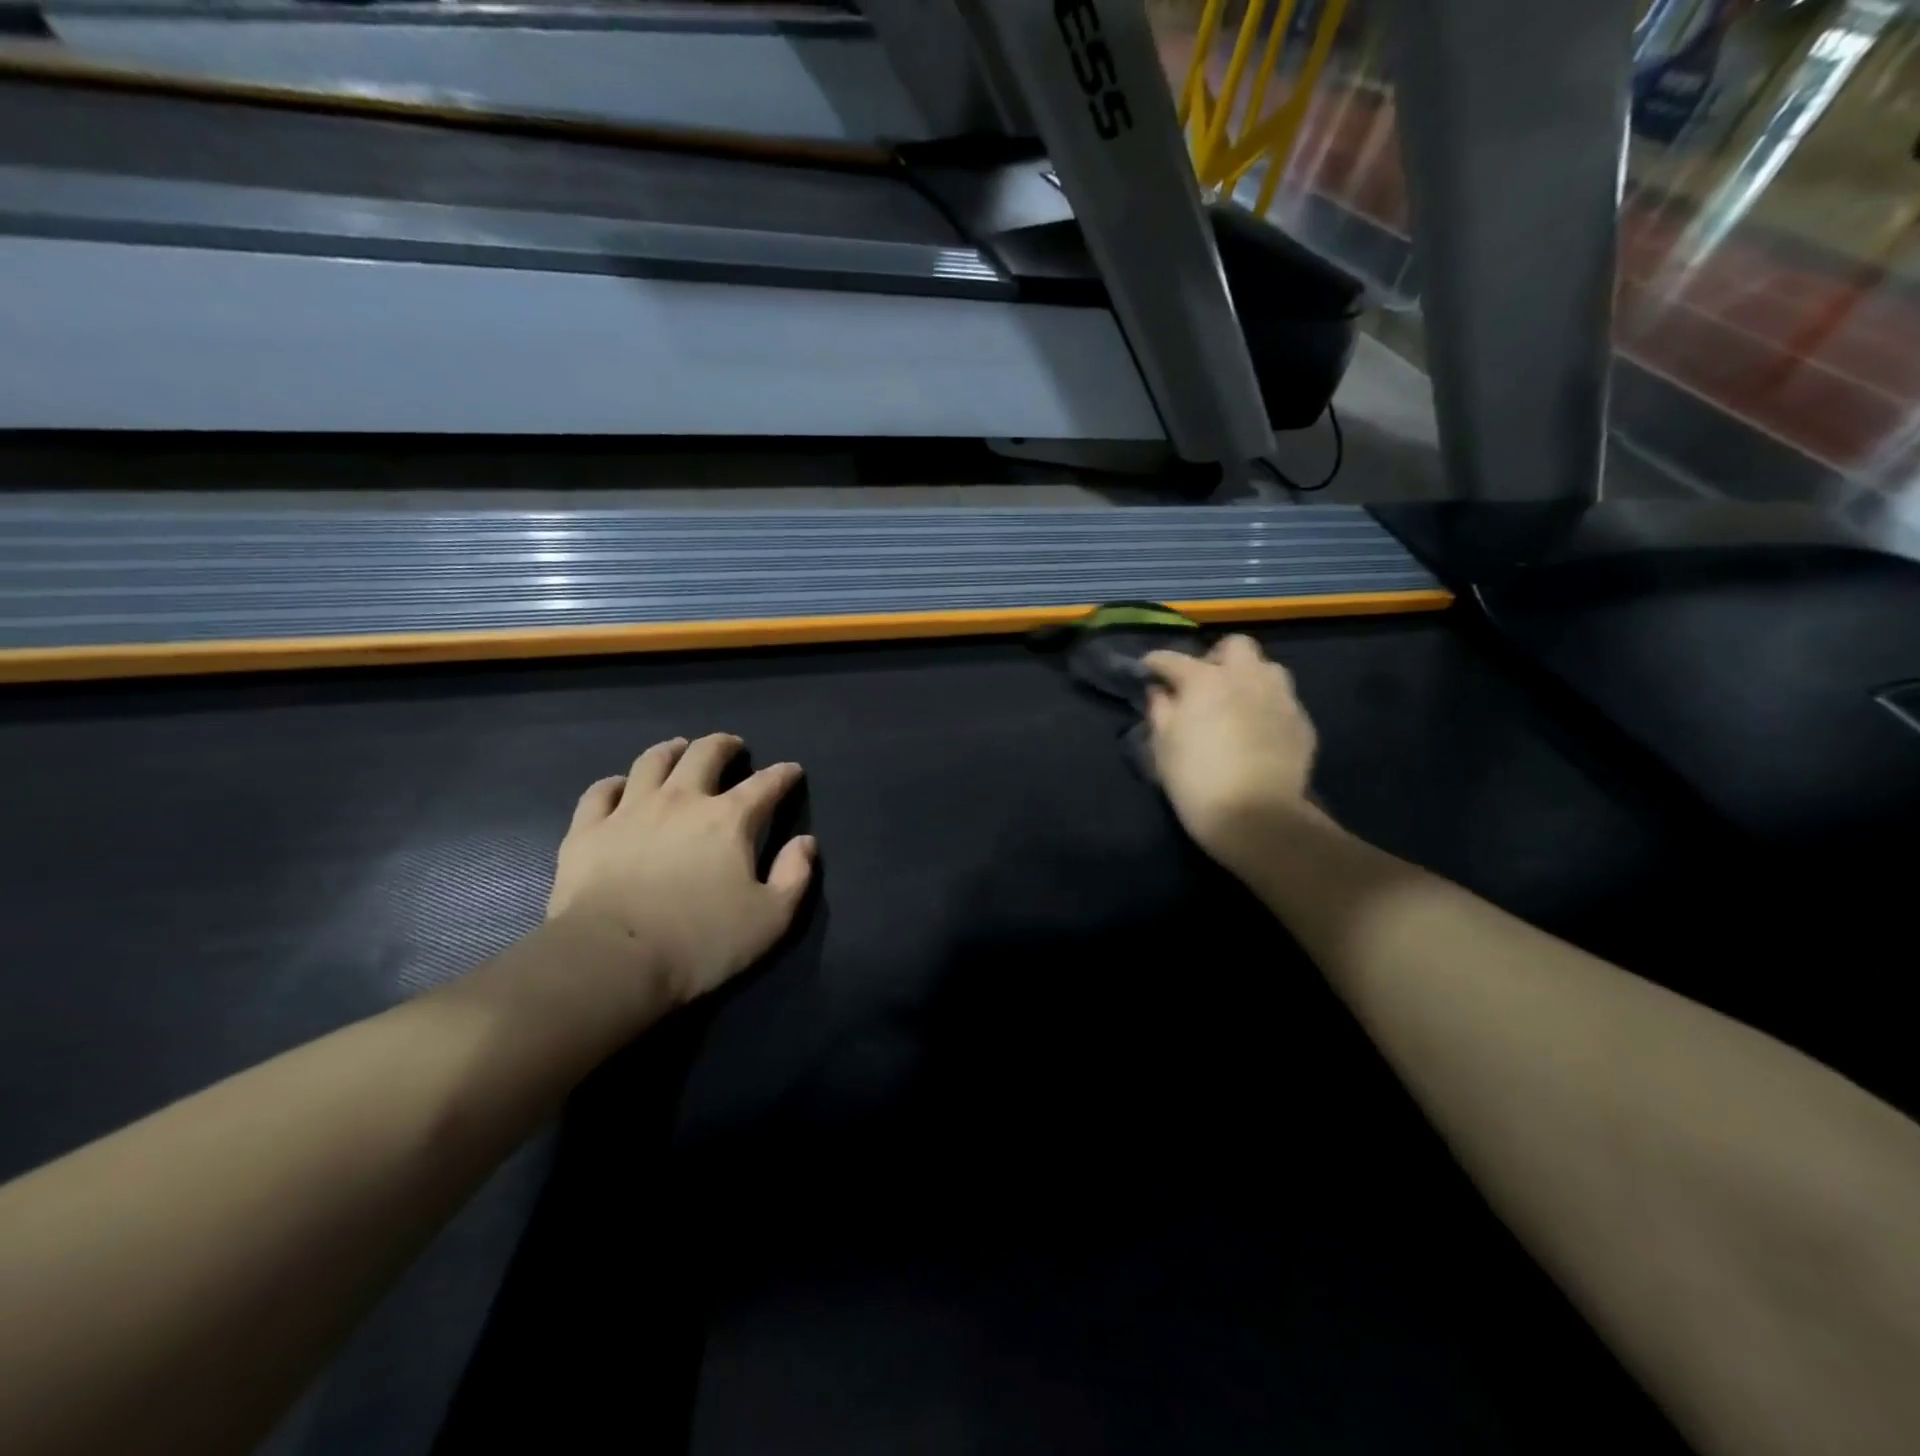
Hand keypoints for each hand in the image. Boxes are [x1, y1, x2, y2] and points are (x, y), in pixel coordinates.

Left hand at [546, 734, 816, 1007]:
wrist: (613, 960)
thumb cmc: (700, 942)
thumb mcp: (771, 919)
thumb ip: (795, 875)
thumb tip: (805, 843)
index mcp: (730, 819)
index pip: (766, 784)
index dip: (783, 774)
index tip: (791, 771)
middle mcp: (681, 800)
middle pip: (705, 754)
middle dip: (724, 746)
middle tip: (732, 747)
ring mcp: (630, 811)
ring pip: (652, 762)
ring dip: (671, 750)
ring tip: (679, 749)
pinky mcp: (588, 830)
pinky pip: (600, 792)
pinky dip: (614, 784)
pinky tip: (619, 786)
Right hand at [1143, 635, 1321, 870]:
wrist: (1257, 817)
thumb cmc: (1196, 780)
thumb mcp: (1163, 747)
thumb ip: (1160, 711)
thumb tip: (1160, 692)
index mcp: (1205, 680)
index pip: (1173, 659)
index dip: (1156, 663)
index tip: (1149, 671)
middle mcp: (1246, 677)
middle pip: (1235, 646)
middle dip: (1217, 657)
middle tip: (1204, 682)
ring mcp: (1280, 697)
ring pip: (1267, 669)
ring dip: (1249, 677)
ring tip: (1237, 702)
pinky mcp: (1302, 722)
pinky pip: (1282, 701)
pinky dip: (1267, 706)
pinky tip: (1257, 729)